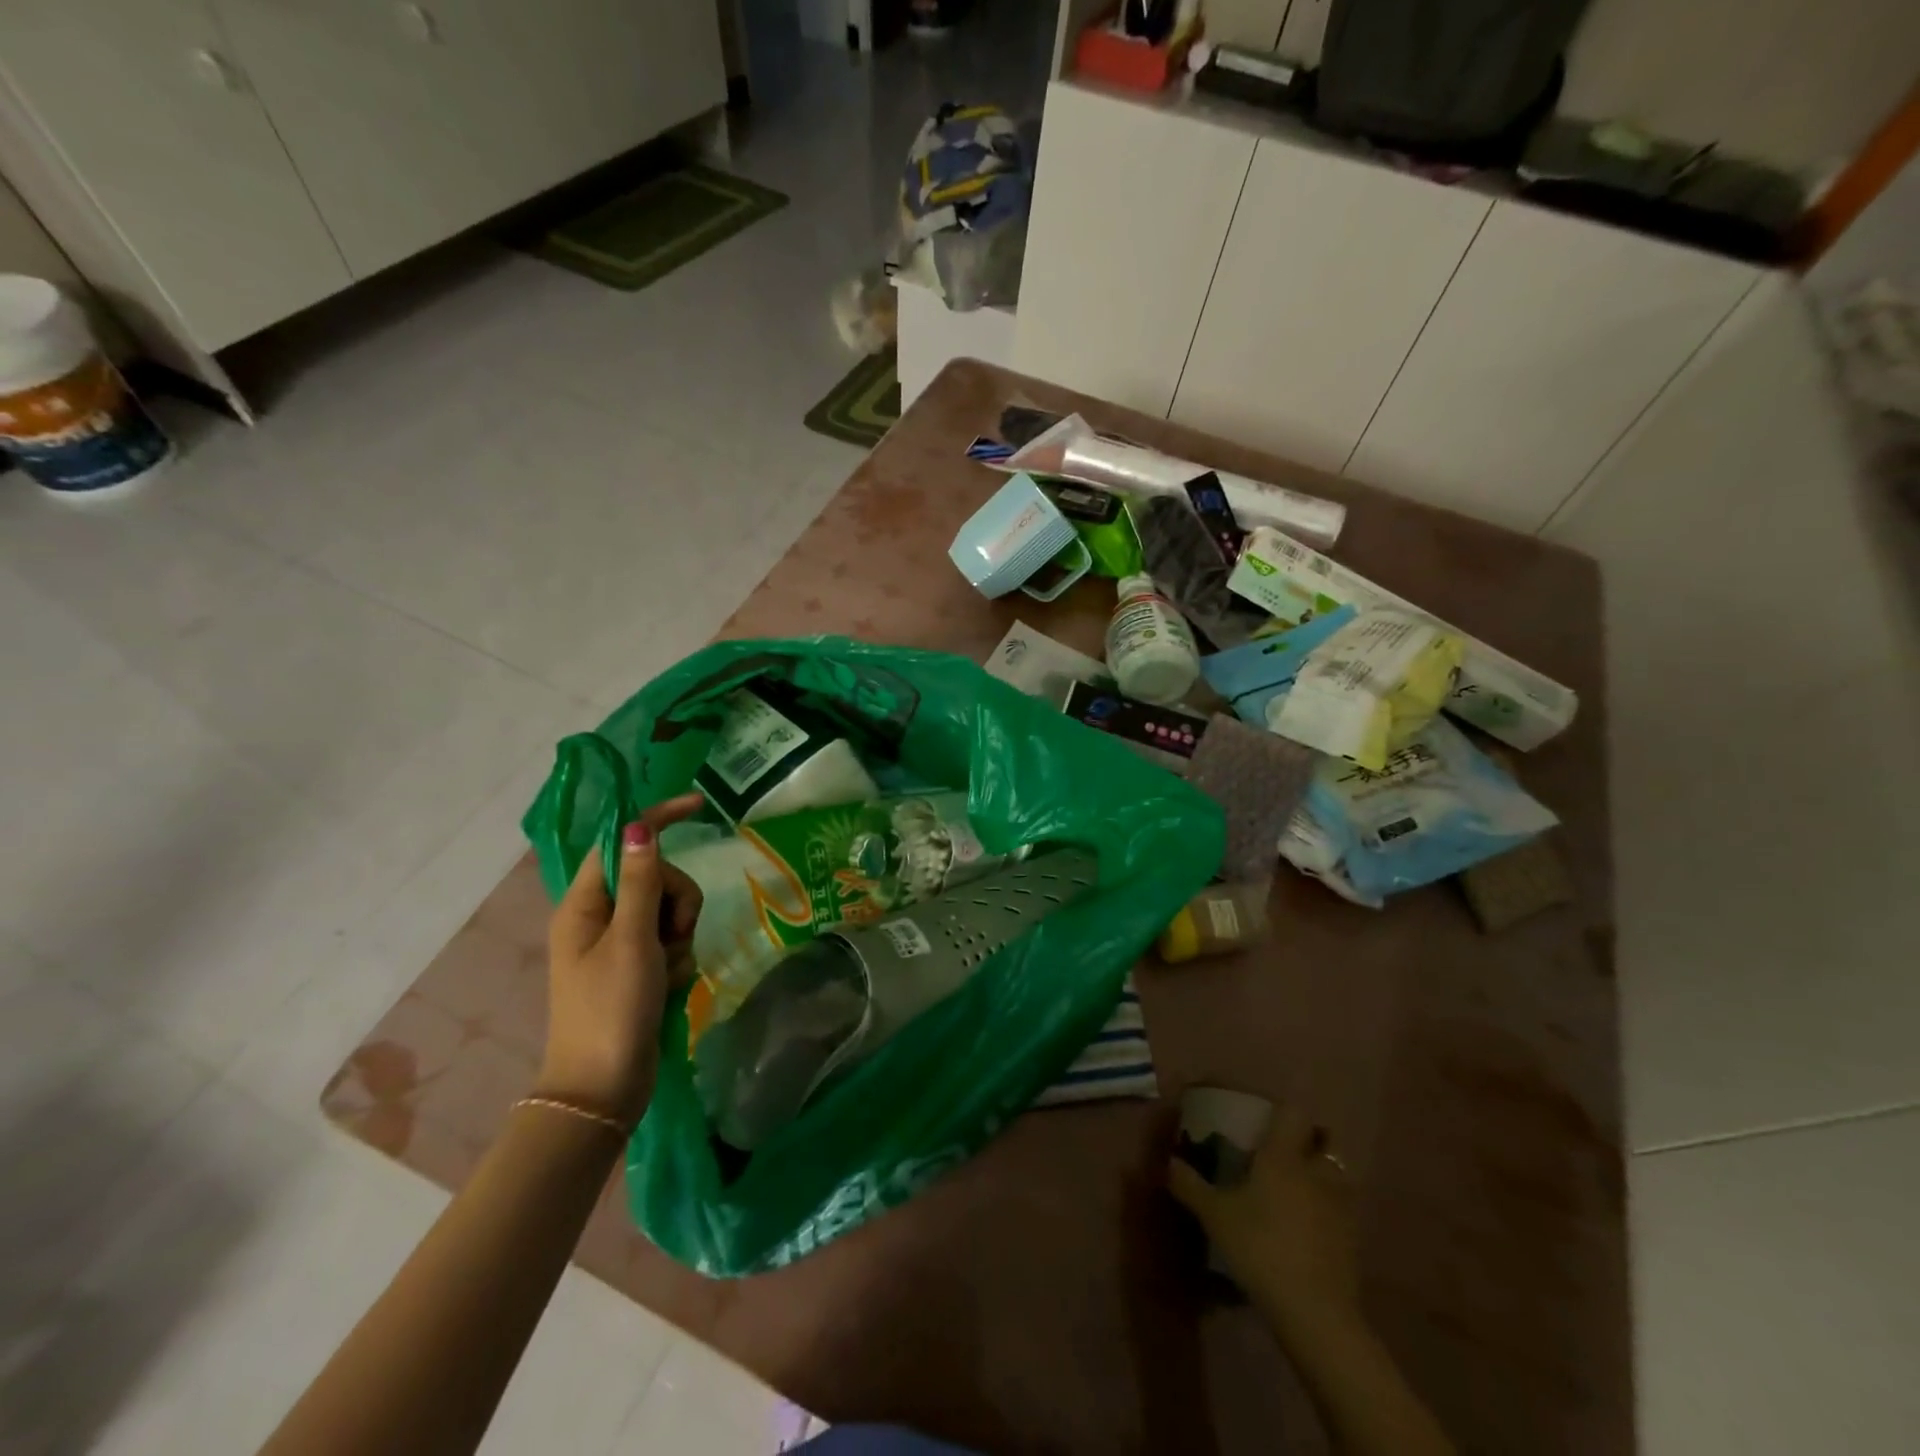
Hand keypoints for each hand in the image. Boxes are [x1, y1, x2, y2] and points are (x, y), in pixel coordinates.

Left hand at [539, 793, 705, 1128]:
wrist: (603, 1089)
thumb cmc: (611, 1010)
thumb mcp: (631, 940)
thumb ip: (640, 881)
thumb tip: (639, 826)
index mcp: (585, 904)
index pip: (621, 842)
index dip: (657, 820)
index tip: (700, 806)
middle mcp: (600, 916)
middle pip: (656, 876)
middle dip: (676, 900)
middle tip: (672, 935)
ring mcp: (620, 942)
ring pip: (670, 908)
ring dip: (680, 932)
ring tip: (669, 966)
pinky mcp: (638, 965)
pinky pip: (671, 939)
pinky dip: (679, 956)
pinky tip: (670, 982)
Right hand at [1168, 1101, 1360, 1343]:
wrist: (1315, 1312)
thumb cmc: (1260, 1247)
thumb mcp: (1214, 1216)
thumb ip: (1190, 1185)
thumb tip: (1169, 1162)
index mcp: (1284, 1156)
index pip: (1292, 1112)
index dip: (1280, 1111)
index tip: (1263, 1119)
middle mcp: (1316, 1171)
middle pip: (1322, 1140)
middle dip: (1306, 1142)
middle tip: (1281, 1154)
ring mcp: (1341, 1205)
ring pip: (1335, 1176)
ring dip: (1320, 1176)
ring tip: (1296, 1191)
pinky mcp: (1354, 1239)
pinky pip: (1342, 1210)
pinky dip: (1328, 1210)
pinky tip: (1308, 1229)